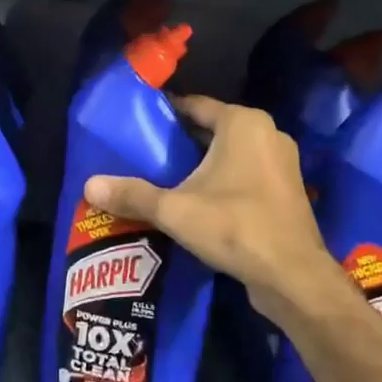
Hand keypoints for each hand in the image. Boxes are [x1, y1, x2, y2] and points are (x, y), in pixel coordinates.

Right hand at [84, 95, 334, 320]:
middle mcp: (267, 133)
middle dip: (180, 141)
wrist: (292, 275)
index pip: (194, 105)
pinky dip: (223, 181)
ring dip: (202, 164)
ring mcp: (282, 163)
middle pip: (212, 129)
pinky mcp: (286, 190)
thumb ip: (133, 195)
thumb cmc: (235, 227)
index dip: (164, 114)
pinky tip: (198, 201)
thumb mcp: (175, 210)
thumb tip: (89, 185)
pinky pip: (246, 174)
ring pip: (231, 153)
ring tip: (165, 177)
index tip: (136, 124)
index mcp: (243, 124)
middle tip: (144, 154)